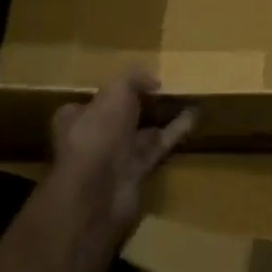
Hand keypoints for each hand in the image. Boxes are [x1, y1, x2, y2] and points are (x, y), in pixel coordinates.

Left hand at [50, 69, 195, 240]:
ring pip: (141, 131)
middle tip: (166, 87)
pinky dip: (175, 131)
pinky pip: (158, 145)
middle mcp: (94, 137)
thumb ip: (134, 78)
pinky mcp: (136, 172)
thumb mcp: (115, 91)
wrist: (98, 193)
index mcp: (77, 117)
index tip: (138, 81)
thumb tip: (154, 82)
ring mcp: (115, 157)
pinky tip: (194, 116)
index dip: (113, 90)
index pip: (94, 99)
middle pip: (120, 115)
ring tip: (186, 98)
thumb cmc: (98, 133)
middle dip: (141, 104)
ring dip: (162, 116)